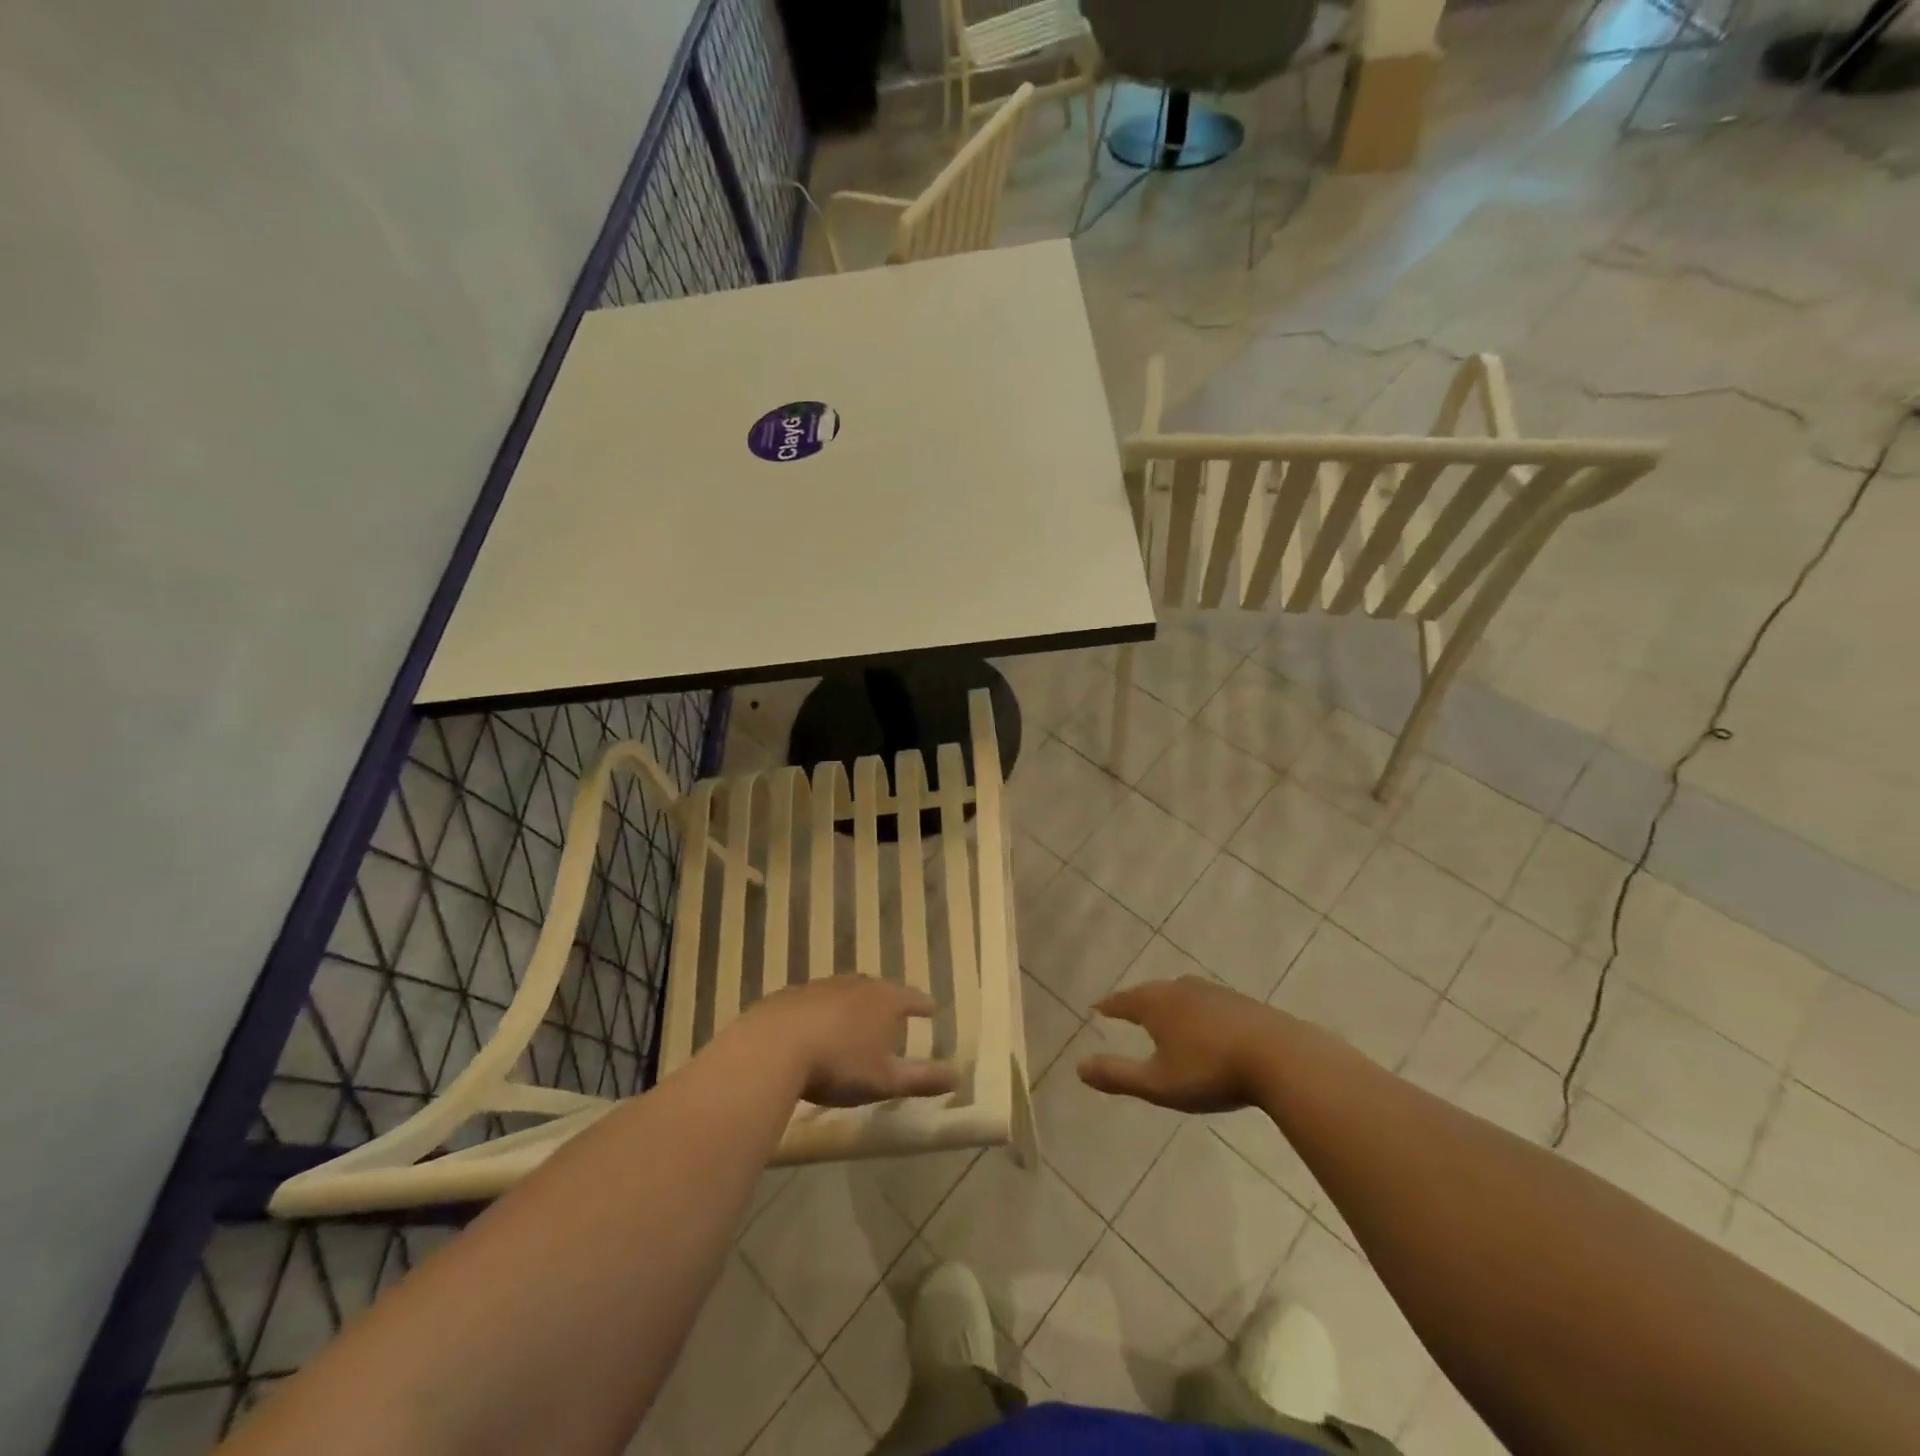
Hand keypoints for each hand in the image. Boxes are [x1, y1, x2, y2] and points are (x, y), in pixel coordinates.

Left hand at [740, 976, 958, 1106]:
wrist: (773, 1047)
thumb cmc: (839, 1064)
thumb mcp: (885, 1080)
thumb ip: (921, 1079)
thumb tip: (959, 1076)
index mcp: (884, 1001)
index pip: (912, 998)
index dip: (923, 1005)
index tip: (933, 1009)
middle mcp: (856, 985)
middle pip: (879, 988)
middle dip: (888, 1000)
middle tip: (894, 1012)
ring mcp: (821, 986)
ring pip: (846, 991)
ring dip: (855, 1004)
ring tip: (857, 1018)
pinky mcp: (791, 995)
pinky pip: (816, 1001)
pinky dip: (823, 1011)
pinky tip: (817, 1026)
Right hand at [1078, 977, 1285, 1112]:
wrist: (1280, 1057)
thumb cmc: (1211, 1071)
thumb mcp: (1158, 1083)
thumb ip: (1118, 1075)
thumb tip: (1078, 1068)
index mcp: (1156, 1004)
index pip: (1123, 1001)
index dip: (1109, 1006)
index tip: (1097, 1008)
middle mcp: (1180, 989)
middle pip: (1151, 992)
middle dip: (1137, 1002)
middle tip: (1126, 1010)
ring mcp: (1213, 992)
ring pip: (1181, 993)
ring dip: (1168, 1003)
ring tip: (1163, 1015)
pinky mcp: (1241, 1002)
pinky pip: (1206, 1002)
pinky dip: (1195, 1010)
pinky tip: (1204, 1024)